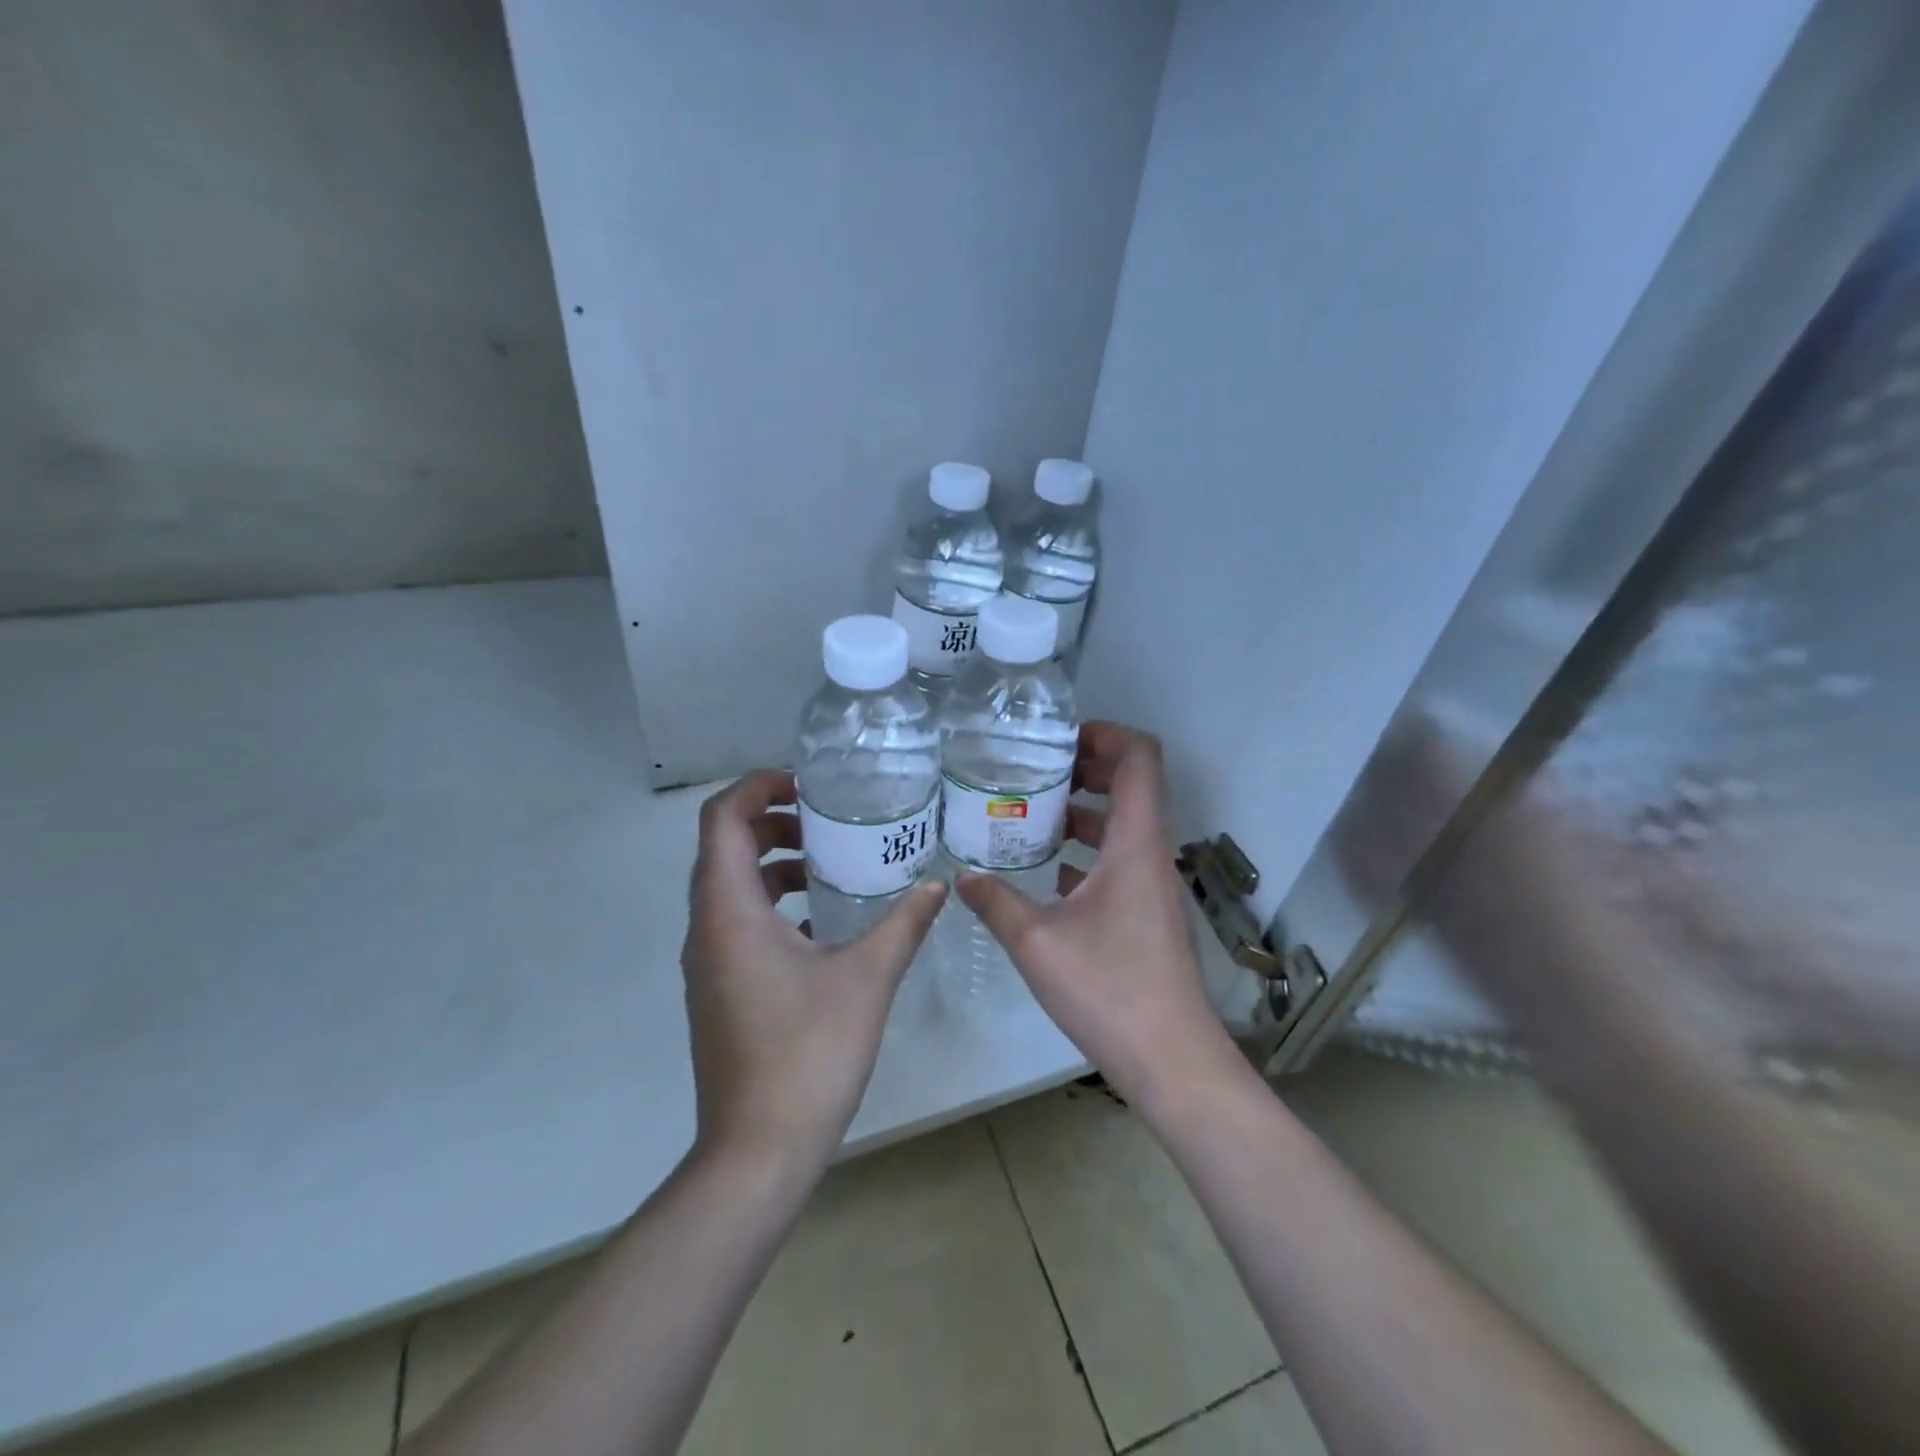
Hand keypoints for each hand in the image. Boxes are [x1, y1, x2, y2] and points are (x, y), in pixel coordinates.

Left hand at [681, 770, 947, 1180]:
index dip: (758, 786)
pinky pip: (738, 923)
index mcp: (730, 911)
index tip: (808, 786)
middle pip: (724, 847)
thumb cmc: (807, 1054)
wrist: (756, 1153)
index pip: (722, 819)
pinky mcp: (719, 990)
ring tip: (830, 864)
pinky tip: (822, 924)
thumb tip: (937, 884)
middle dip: (772, 821)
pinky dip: (773, 904)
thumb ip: (903, 923)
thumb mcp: (867, 978)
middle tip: (827, 821)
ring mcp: (708, 963)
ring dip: (773, 864)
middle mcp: (707, 928)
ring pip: (730, 887)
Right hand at [956, 723, 1238, 1107]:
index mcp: (1135, 843)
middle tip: (1034, 769)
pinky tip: (1048, 869)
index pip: (1140, 758)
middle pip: (1132, 783)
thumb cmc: (1109, 990)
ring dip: (1084, 809)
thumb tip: (961, 876)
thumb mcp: (1036, 942)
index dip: (1105, 733)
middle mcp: (1151, 852)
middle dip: (1086, 766)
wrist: (1171, 1058)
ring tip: (1030, 812)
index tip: (1058, 739)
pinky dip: (1088, 848)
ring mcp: (1153, 883)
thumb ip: (995, 902)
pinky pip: (1120, 858)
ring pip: (1124, 823)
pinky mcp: (1148, 911)